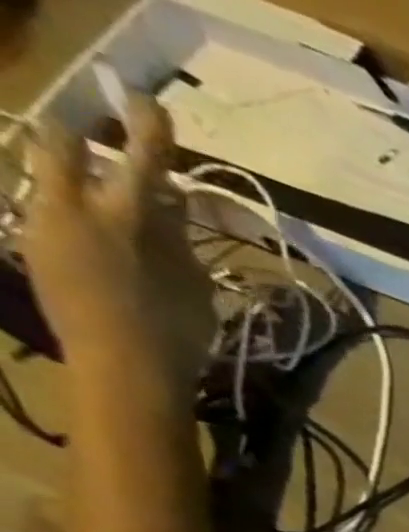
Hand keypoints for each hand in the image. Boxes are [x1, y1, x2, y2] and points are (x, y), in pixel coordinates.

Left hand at [21, 96, 213, 394]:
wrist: (125, 371)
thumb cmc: (176, 334)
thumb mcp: (193, 286)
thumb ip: (178, 240)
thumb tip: (171, 205)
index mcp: (125, 218)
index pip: (139, 160)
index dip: (147, 131)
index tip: (148, 103)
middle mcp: (73, 208)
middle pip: (60, 146)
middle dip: (78, 141)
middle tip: (100, 148)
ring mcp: (45, 226)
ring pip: (48, 179)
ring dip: (73, 181)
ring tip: (102, 205)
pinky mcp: (33, 250)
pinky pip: (47, 214)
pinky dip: (71, 217)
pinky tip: (96, 245)